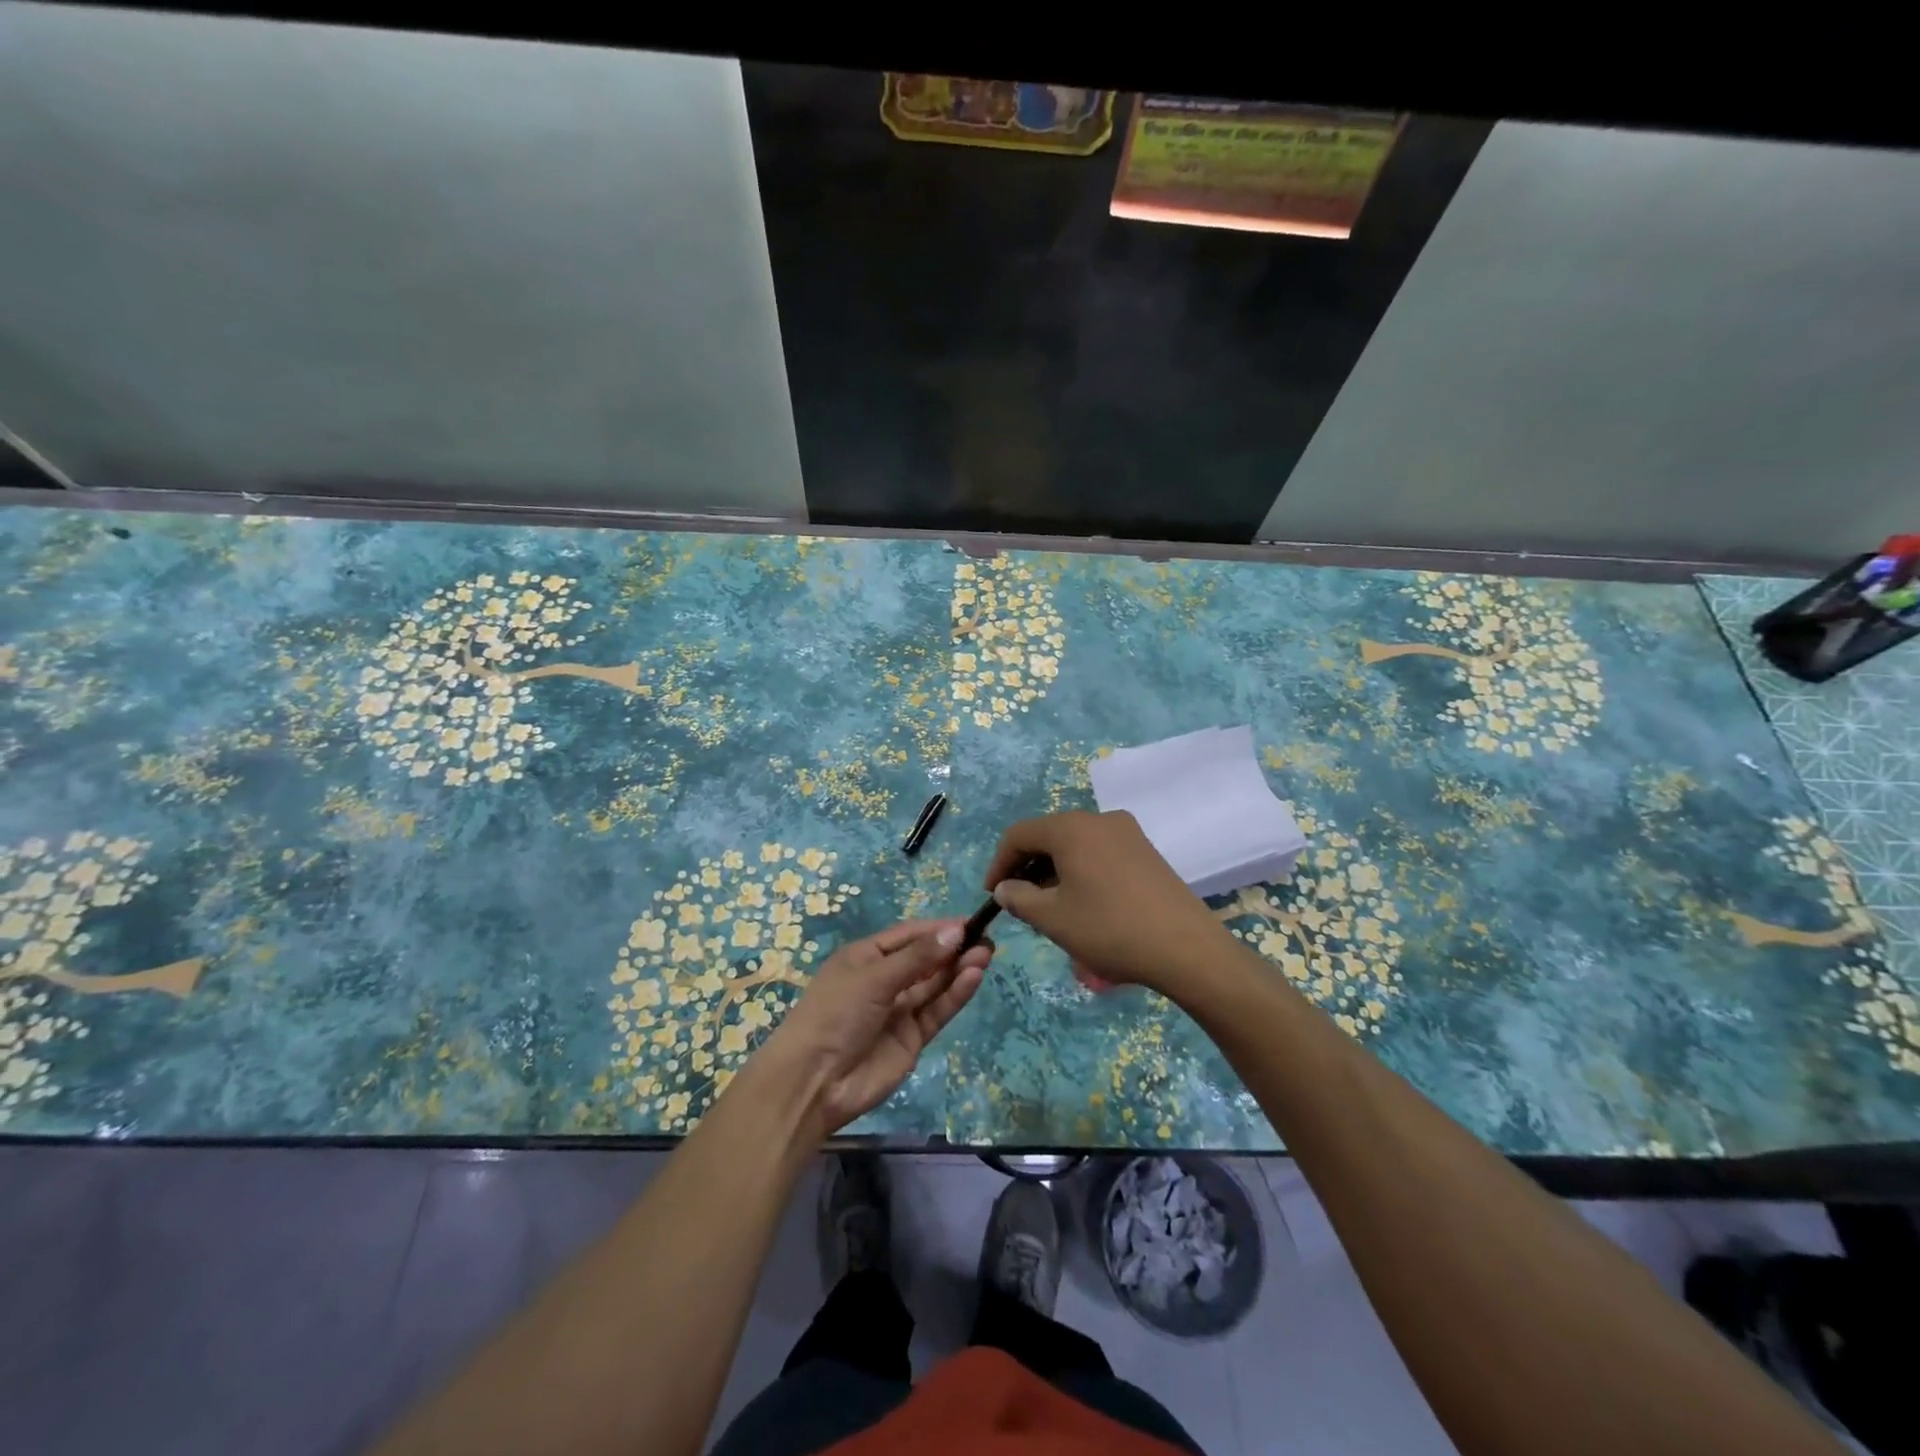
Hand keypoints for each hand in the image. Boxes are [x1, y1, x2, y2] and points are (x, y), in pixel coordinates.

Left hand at [759, 919, 989, 1138]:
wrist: (814, 1082)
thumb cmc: (835, 1014)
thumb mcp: (874, 978)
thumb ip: (918, 957)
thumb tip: (956, 931)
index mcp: (865, 957)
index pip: (908, 936)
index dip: (937, 929)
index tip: (968, 923)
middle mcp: (883, 980)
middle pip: (925, 959)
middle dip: (953, 948)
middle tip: (985, 939)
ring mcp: (898, 1011)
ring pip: (934, 984)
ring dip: (958, 969)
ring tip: (985, 954)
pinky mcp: (911, 1038)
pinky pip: (936, 1010)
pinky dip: (954, 994)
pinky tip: (973, 977)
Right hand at [984, 810, 1233, 997]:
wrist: (1187, 948)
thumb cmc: (1110, 929)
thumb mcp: (1054, 918)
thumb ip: (1019, 898)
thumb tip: (1006, 888)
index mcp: (1071, 828)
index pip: (1019, 834)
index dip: (999, 863)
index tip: (992, 895)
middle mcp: (1098, 819)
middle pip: (1048, 836)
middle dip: (1027, 867)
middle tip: (1019, 903)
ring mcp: (1127, 832)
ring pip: (1075, 844)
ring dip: (1054, 870)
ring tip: (1049, 908)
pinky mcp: (1146, 850)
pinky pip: (1099, 852)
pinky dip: (1080, 871)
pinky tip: (1084, 903)